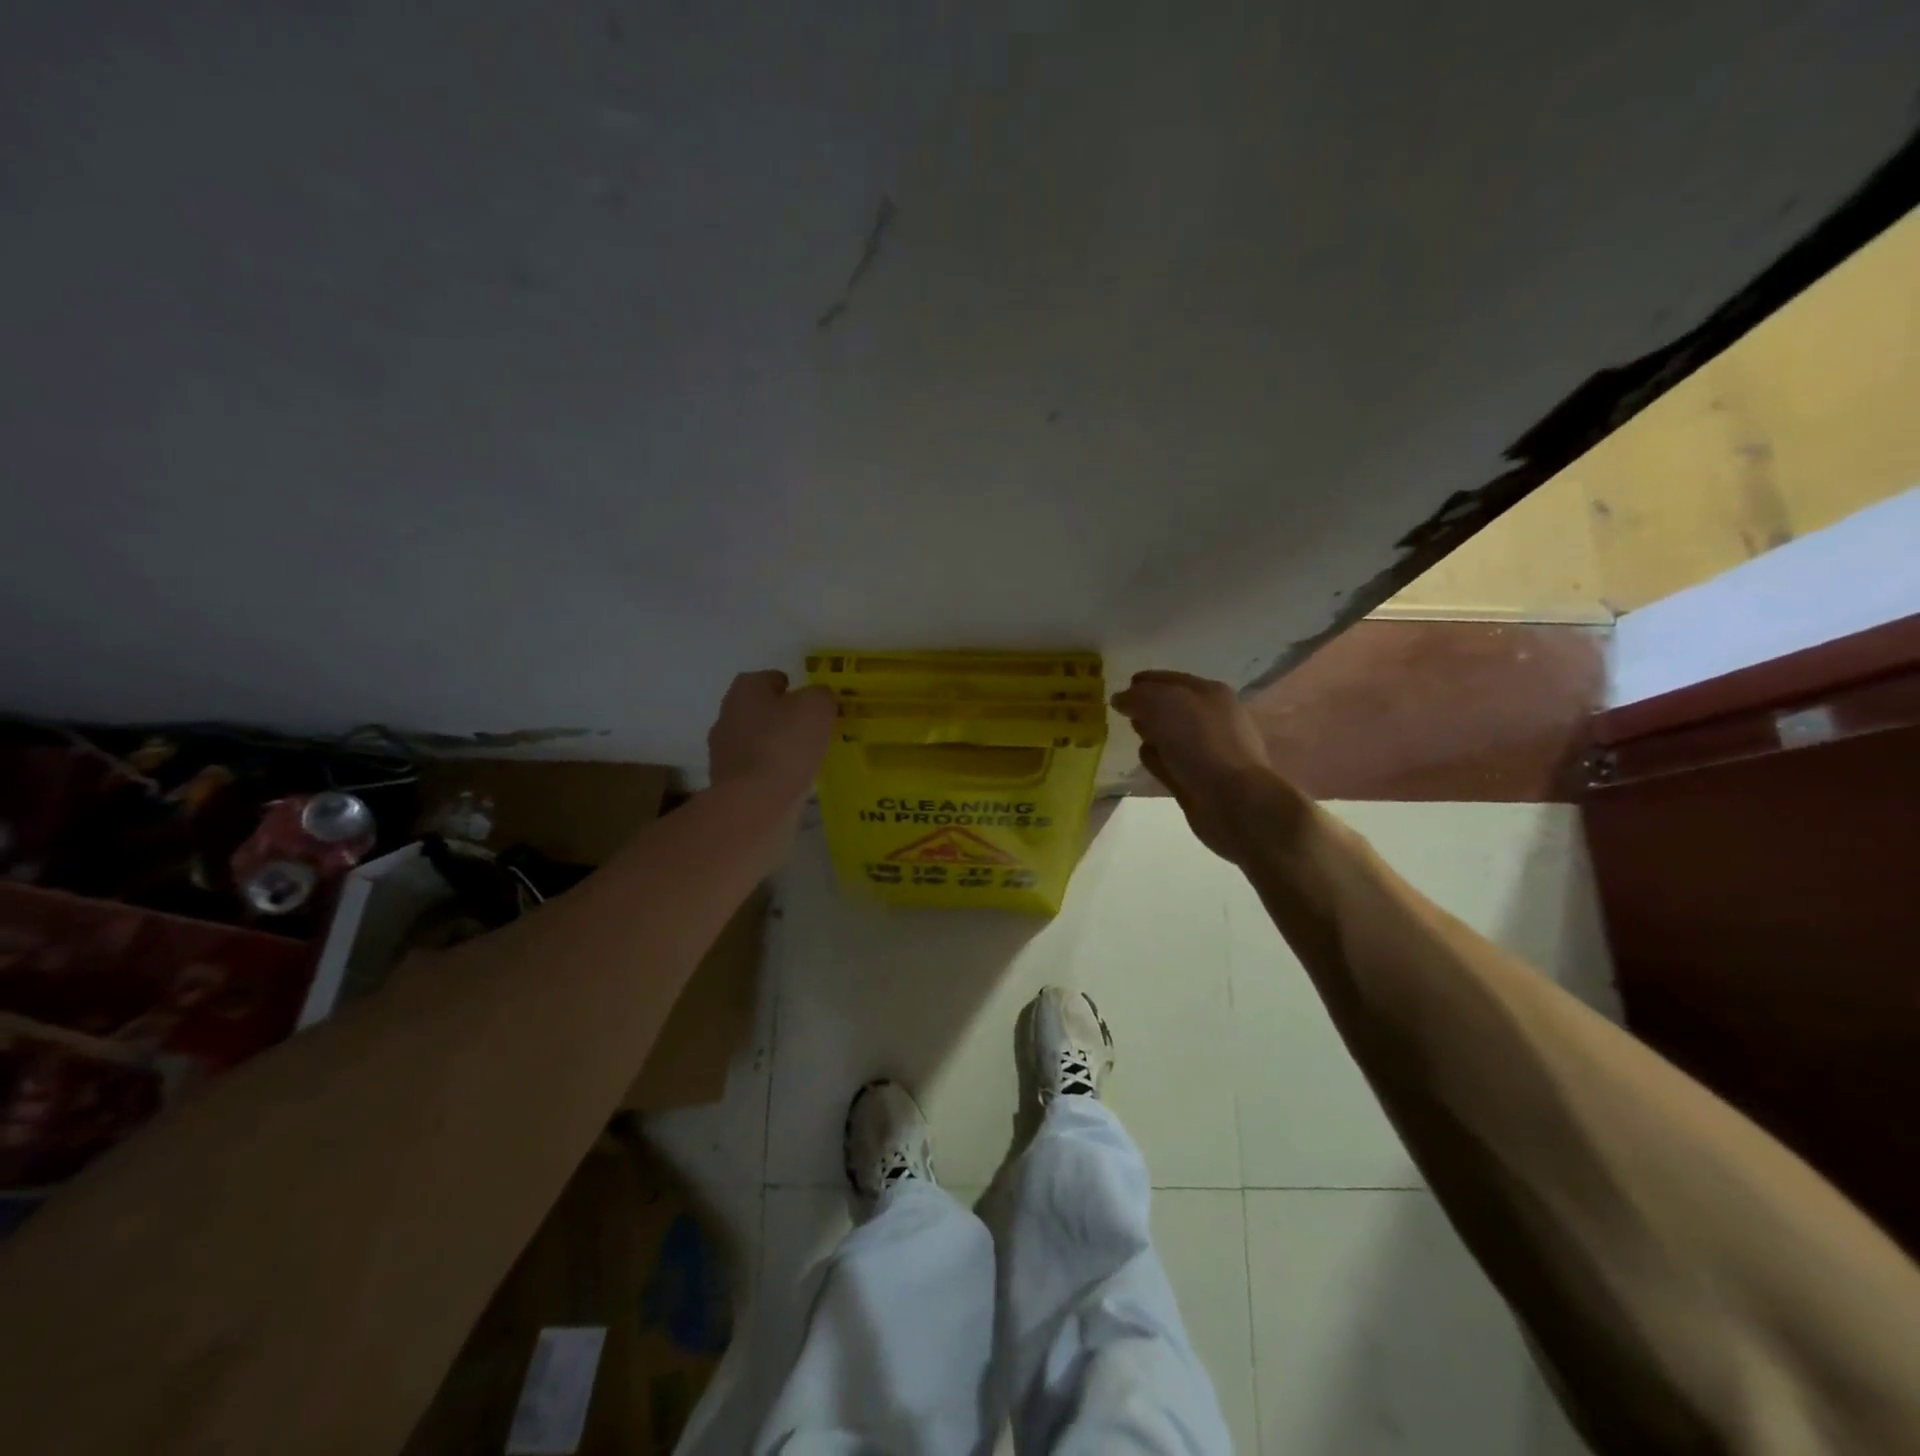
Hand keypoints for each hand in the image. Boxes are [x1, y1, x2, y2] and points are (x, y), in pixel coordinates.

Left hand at [707, 671, 836, 798]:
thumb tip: (818, 699)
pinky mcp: (726, 780)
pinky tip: (790, 780)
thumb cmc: (785, 745)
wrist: (753, 802)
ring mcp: (722, 749)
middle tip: (811, 730)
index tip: (811, 704)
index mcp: (746, 689)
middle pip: (761, 709)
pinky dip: (770, 771)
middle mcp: (727, 713)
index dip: (793, 688)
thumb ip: (822, 695)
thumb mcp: (817, 708)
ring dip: (776, 745)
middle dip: (783, 717)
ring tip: (804, 758)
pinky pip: (755, 768)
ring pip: (756, 740)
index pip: (771, 678)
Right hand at [1110, 670, 1276, 859]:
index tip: (1118, 694)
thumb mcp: (1163, 704)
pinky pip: (1171, 762)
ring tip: (1136, 738)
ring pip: (1170, 736)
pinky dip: (1159, 761)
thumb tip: (1121, 699)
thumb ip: (1137, 696)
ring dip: (1152, 736)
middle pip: (1169, 707)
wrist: (1231, 798)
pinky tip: (1150, 763)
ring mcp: (1207, 750)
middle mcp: (1211, 718)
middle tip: (1125, 716)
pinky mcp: (1199, 778)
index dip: (1142, 683)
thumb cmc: (1199, 742)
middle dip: (1146, 709)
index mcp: (1209, 692)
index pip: (1169, 679)